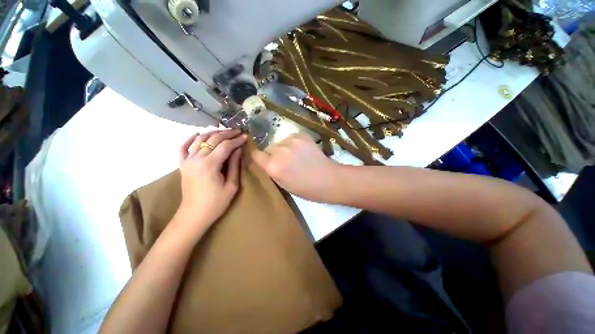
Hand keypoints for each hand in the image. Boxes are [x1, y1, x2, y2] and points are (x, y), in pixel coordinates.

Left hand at [176, 129, 246, 231]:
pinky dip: (190, 138)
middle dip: (227, 133)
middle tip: (238, 131)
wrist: (194, 214)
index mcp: (210, 165)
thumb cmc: (216, 203)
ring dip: (213, 133)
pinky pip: (183, 147)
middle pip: (212, 139)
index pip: (225, 146)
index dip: (236, 140)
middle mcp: (196, 159)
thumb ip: (234, 165)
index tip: (245, 136)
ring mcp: (187, 160)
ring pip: (199, 139)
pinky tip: (197, 134)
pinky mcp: (182, 164)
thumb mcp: (232, 185)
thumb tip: (238, 150)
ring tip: (224, 131)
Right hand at [251, 133, 340, 202]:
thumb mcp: (283, 184)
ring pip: (280, 142)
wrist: (328, 179)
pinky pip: (291, 138)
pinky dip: (294, 143)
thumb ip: (272, 171)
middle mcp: (279, 151)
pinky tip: (302, 151)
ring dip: (283, 148)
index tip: (263, 159)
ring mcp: (291, 141)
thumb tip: (267, 161)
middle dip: (273, 154)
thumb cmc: (305, 188)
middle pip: (268, 148)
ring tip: (295, 156)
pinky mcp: (302, 136)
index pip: (256, 154)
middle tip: (284, 162)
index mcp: (273, 166)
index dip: (259, 157)